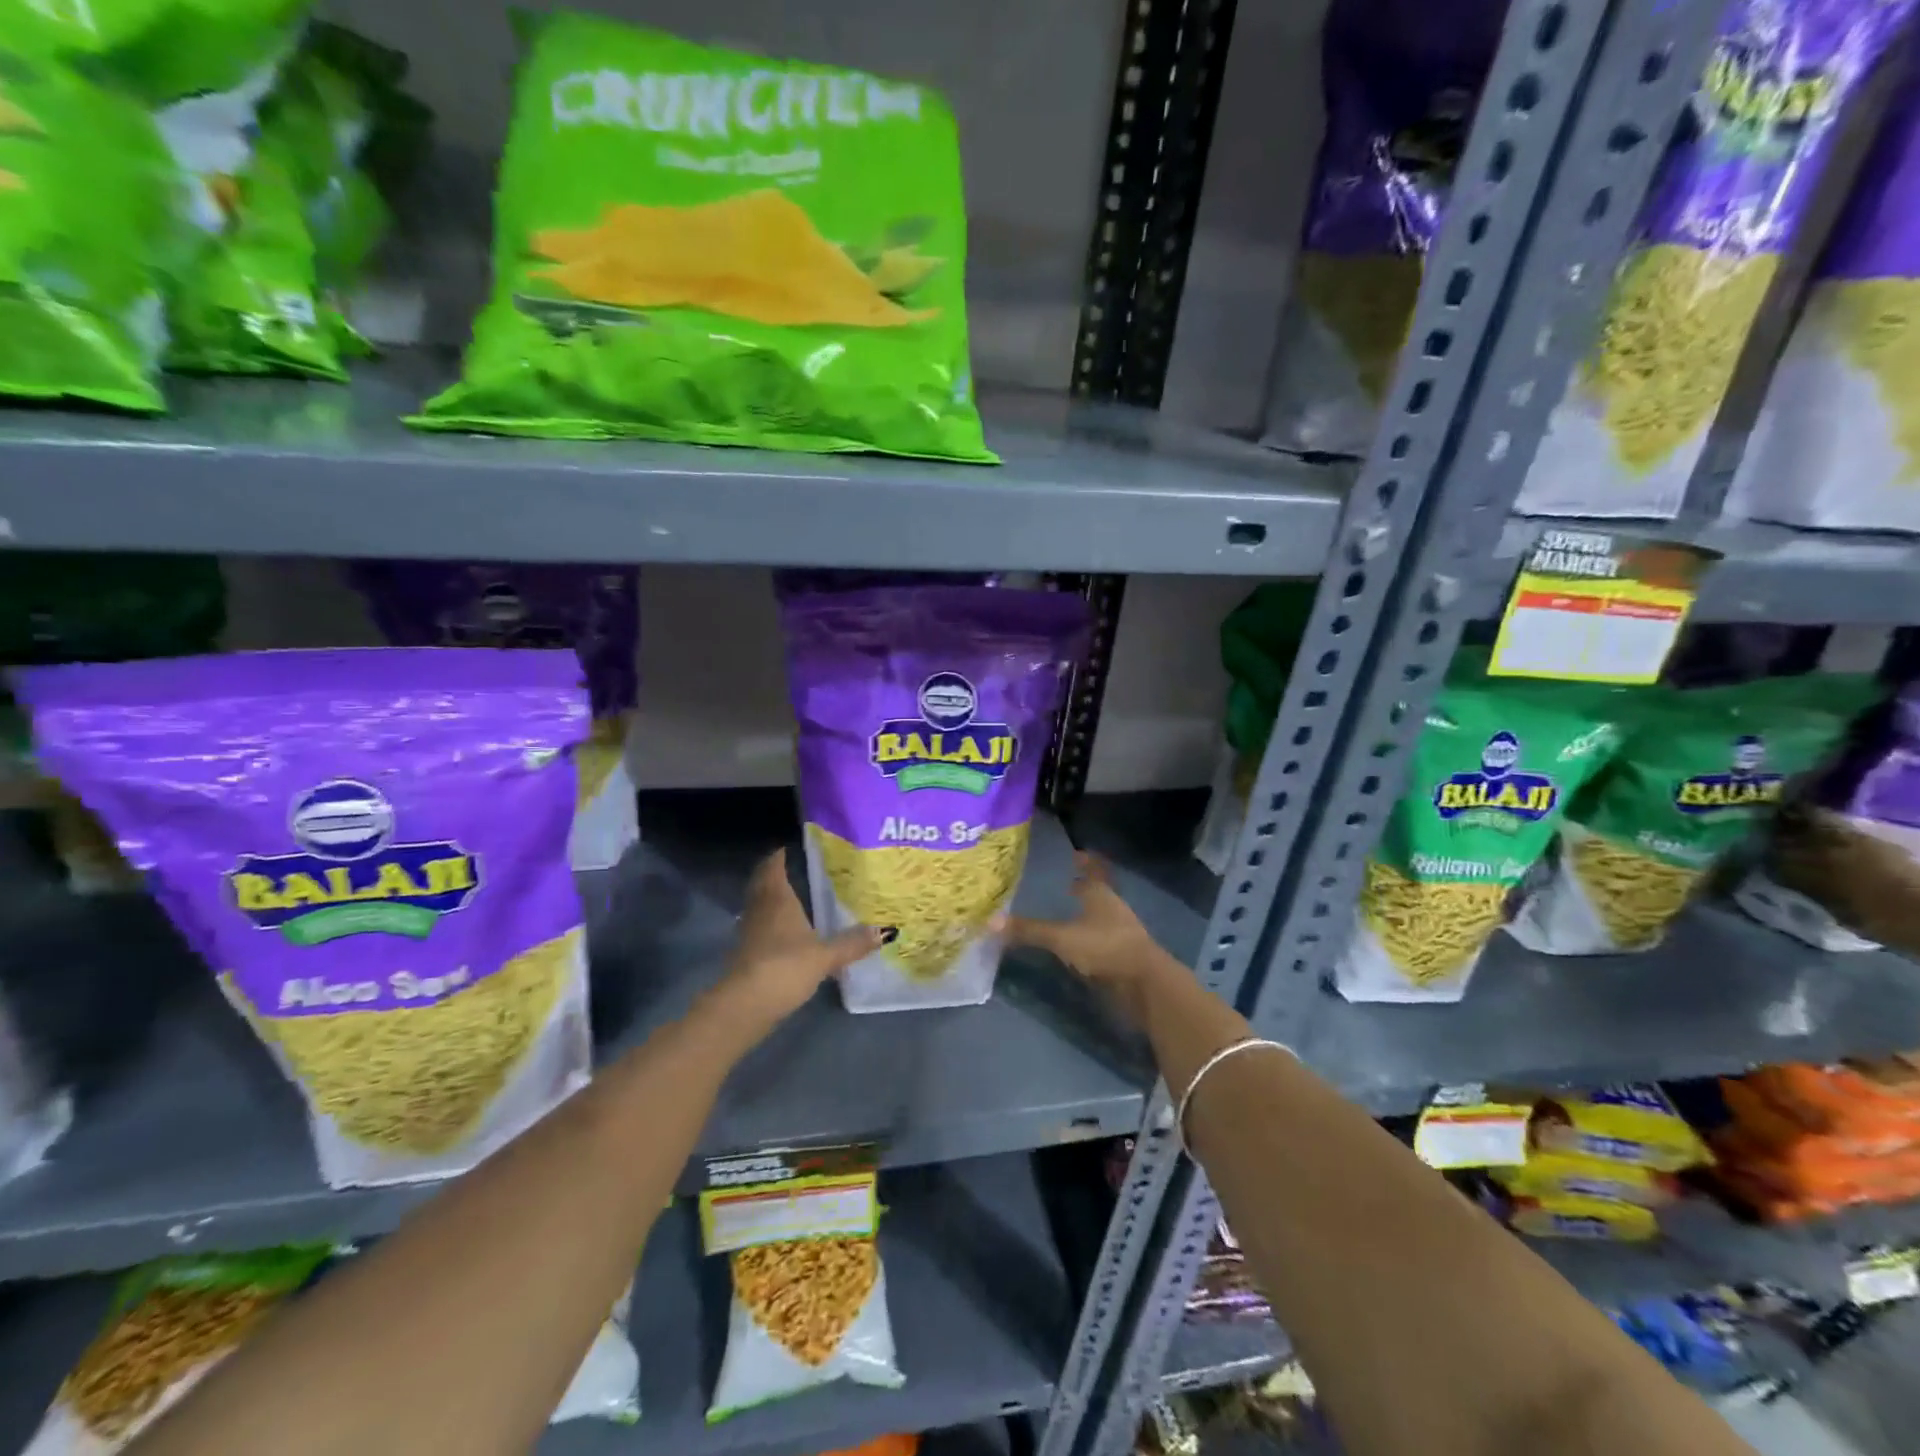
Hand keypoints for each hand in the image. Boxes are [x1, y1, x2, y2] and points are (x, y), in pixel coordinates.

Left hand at [722, 850, 880, 1025]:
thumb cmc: (786, 966)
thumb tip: (885, 931)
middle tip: (788, 869)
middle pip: (761, 884)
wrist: (746, 1003)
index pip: (773, 868)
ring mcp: (749, 932)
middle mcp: (760, 910)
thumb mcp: (826, 955)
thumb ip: (853, 943)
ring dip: (768, 899)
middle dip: (771, 875)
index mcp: (778, 900)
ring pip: (757, 906)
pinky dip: (767, 923)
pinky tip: (782, 933)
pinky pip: (757, 928)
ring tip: (789, 898)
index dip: (777, 857)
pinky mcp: (744, 954)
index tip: (785, 848)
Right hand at [1007, 853, 1168, 1022]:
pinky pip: (1099, 940)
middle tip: (1059, 884)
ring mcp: (1119, 932)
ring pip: (1098, 916)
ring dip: (1084, 914)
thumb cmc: (1104, 948)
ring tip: (1062, 913)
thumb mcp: (1062, 937)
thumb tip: (990, 921)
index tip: (1074, 855)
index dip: (1084, 862)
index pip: (1092, 870)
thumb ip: (1029, 930)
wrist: (1144, 984)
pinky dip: (1086, 938)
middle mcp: (1112, 907)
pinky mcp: (1120, 956)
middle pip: (1096, 892)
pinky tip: (1073, 945)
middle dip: (1081, 888)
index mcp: (1101, 893)